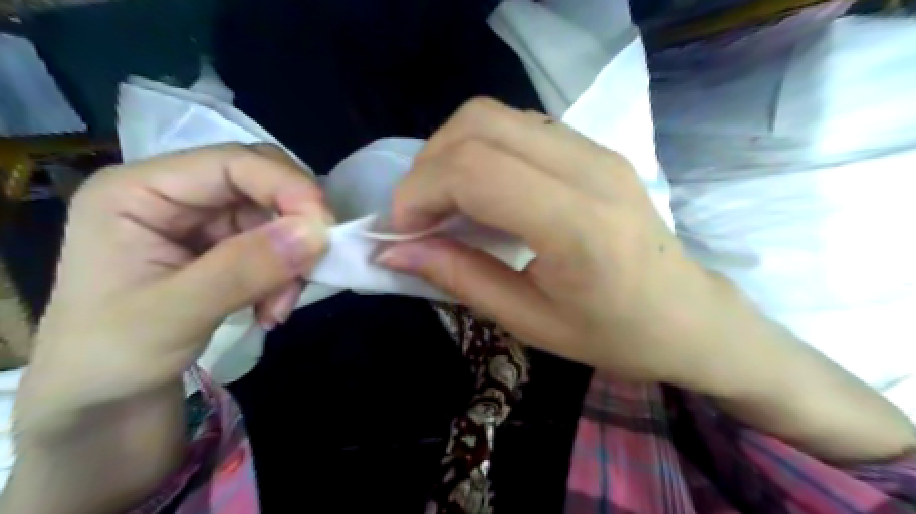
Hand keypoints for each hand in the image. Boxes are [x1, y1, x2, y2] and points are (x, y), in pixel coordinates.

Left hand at [8, 143, 330, 513]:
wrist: (106, 395)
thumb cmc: (113, 355)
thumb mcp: (173, 315)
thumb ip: (244, 270)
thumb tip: (316, 233)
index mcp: (139, 191)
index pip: (231, 163)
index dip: (286, 185)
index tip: (325, 229)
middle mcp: (175, 194)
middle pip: (262, 183)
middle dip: (294, 226)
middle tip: (310, 268)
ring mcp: (204, 221)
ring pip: (277, 217)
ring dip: (292, 261)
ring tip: (278, 308)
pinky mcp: (225, 246)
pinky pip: (278, 245)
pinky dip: (287, 275)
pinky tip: (271, 309)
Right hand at [376, 98, 718, 389]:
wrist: (687, 315)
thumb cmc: (614, 334)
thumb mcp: (529, 321)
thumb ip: (459, 278)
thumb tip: (394, 253)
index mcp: (577, 224)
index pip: (475, 169)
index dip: (420, 192)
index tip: (402, 232)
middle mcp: (588, 169)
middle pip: (478, 125)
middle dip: (427, 167)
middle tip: (419, 216)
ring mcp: (594, 150)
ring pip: (493, 116)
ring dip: (450, 153)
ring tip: (444, 203)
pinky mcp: (593, 148)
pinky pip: (517, 127)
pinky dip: (479, 150)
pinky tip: (481, 192)